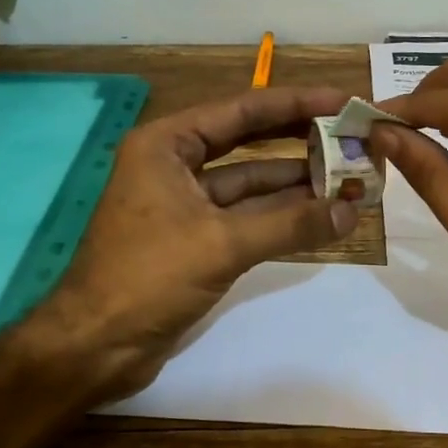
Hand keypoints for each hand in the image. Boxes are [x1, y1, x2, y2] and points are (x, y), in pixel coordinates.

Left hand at [32, 86, 359, 400]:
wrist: (95, 346)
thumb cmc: (148, 277)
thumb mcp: (221, 244)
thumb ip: (290, 224)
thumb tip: (352, 210)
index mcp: (166, 145)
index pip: (241, 110)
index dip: (295, 104)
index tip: (342, 102)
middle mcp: (173, 165)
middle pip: (247, 141)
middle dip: (299, 140)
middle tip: (351, 135)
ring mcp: (184, 204)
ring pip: (249, 183)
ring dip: (296, 182)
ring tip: (348, 176)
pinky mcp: (194, 240)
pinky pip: (245, 217)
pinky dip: (280, 217)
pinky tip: (320, 215)